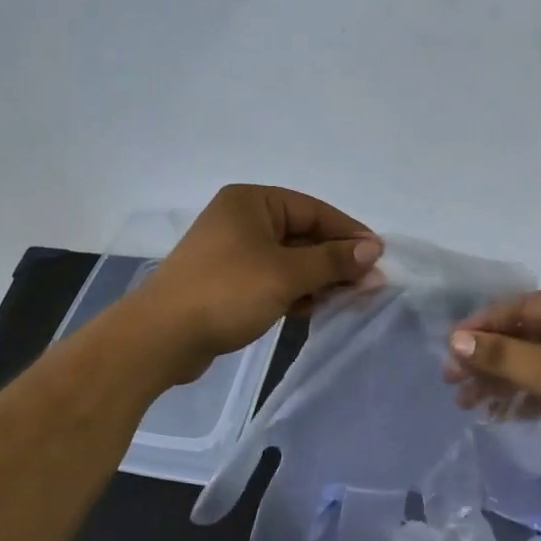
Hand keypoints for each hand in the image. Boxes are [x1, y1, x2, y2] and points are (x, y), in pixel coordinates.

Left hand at [129, 185, 381, 382]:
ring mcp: (233, 251)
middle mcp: (242, 219)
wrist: (161, 338)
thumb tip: (374, 249)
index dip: (349, 233)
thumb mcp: (287, 274)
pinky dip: (295, 291)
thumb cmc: (226, 292)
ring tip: (345, 300)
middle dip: (335, 260)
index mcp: (252, 202)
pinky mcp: (228, 281)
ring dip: (317, 279)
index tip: (379, 256)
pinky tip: (312, 309)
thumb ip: (333, 260)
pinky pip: (273, 279)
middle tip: (368, 285)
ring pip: (290, 260)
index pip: (314, 210)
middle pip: (303, 235)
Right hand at [445, 288, 540, 498]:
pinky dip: (523, 396)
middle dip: (488, 360)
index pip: (519, 308)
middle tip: (452, 380)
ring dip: (501, 381)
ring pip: (533, 363)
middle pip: (524, 336)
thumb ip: (500, 355)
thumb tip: (454, 340)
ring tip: (466, 403)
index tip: (448, 348)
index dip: (482, 327)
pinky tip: (496, 412)